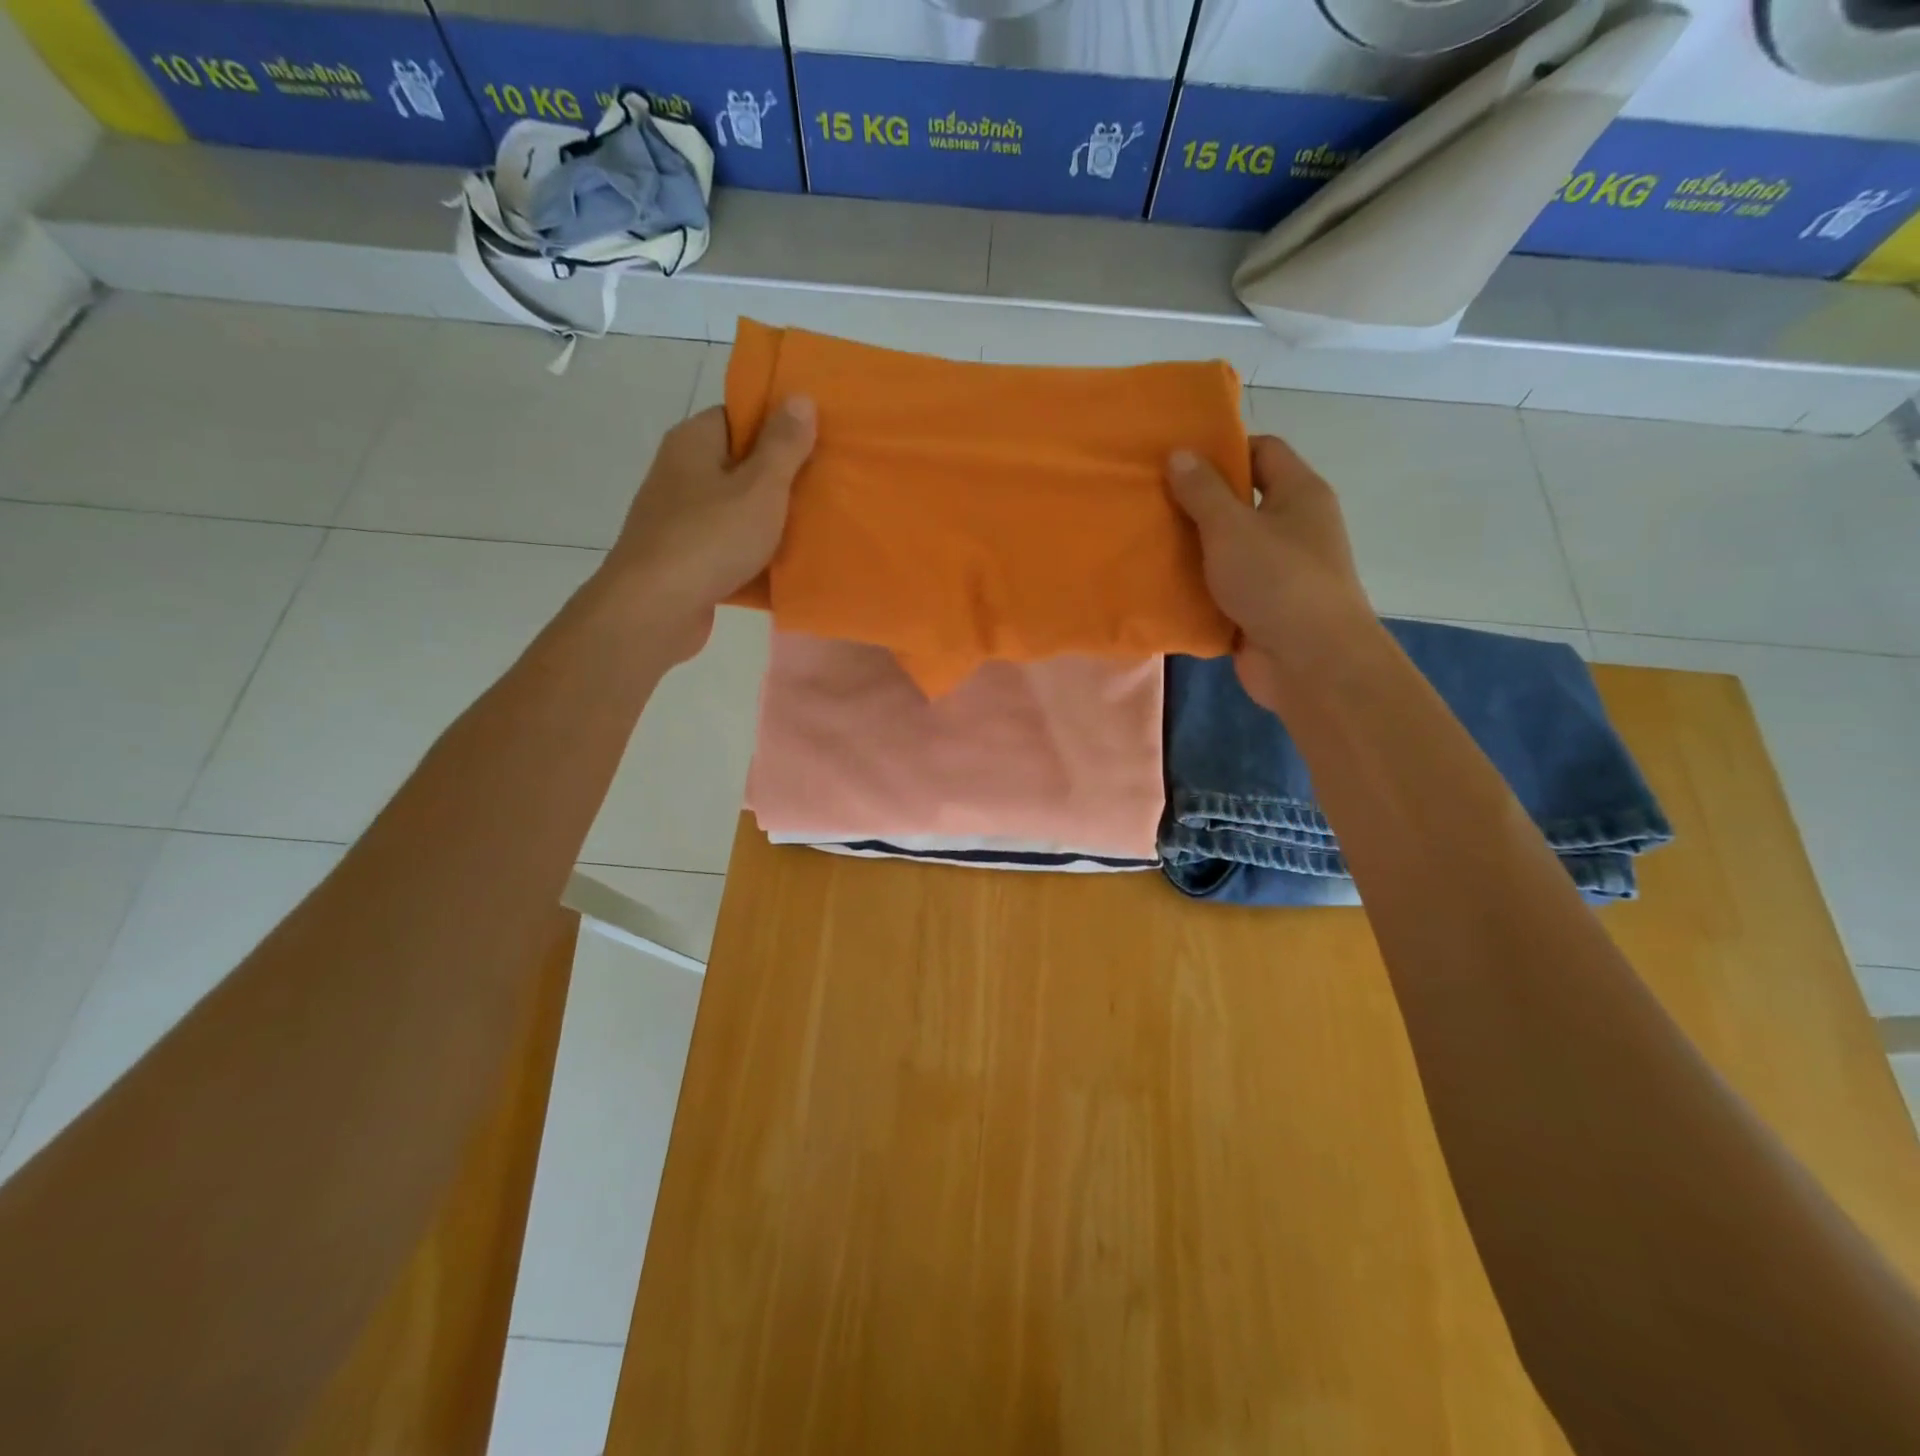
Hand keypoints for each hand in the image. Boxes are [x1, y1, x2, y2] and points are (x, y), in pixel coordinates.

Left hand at [600, 397, 816, 660]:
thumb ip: (783, 445)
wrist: (656, 609)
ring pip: (737, 512)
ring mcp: (680, 520)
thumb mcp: (760, 487)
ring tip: (817, 529)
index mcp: (693, 442)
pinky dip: (755, 558)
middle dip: (781, 479)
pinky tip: (788, 570)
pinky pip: (730, 550)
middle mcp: (681, 474)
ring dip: (771, 523)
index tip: (816, 441)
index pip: (738, 416)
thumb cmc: (710, 538)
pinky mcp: (686, 560)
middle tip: (827, 487)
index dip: (777, 426)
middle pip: (740, 466)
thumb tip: (800, 397)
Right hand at [1167, 435, 1376, 711]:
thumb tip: (1180, 453)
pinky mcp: (1260, 608)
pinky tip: (1160, 584)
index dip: (1224, 449)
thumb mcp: (1232, 527)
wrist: (1308, 661)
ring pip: (1229, 548)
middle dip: (1199, 501)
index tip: (1179, 458)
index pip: (1263, 451)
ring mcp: (1278, 571)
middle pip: (1242, 501)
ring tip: (1147, 540)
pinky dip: (1197, 586)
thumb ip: (1203, 491)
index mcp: (1299, 494)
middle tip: (1152, 499)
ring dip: (1193, 548)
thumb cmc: (1276, 580)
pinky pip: (1223, 588)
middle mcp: (1294, 527)